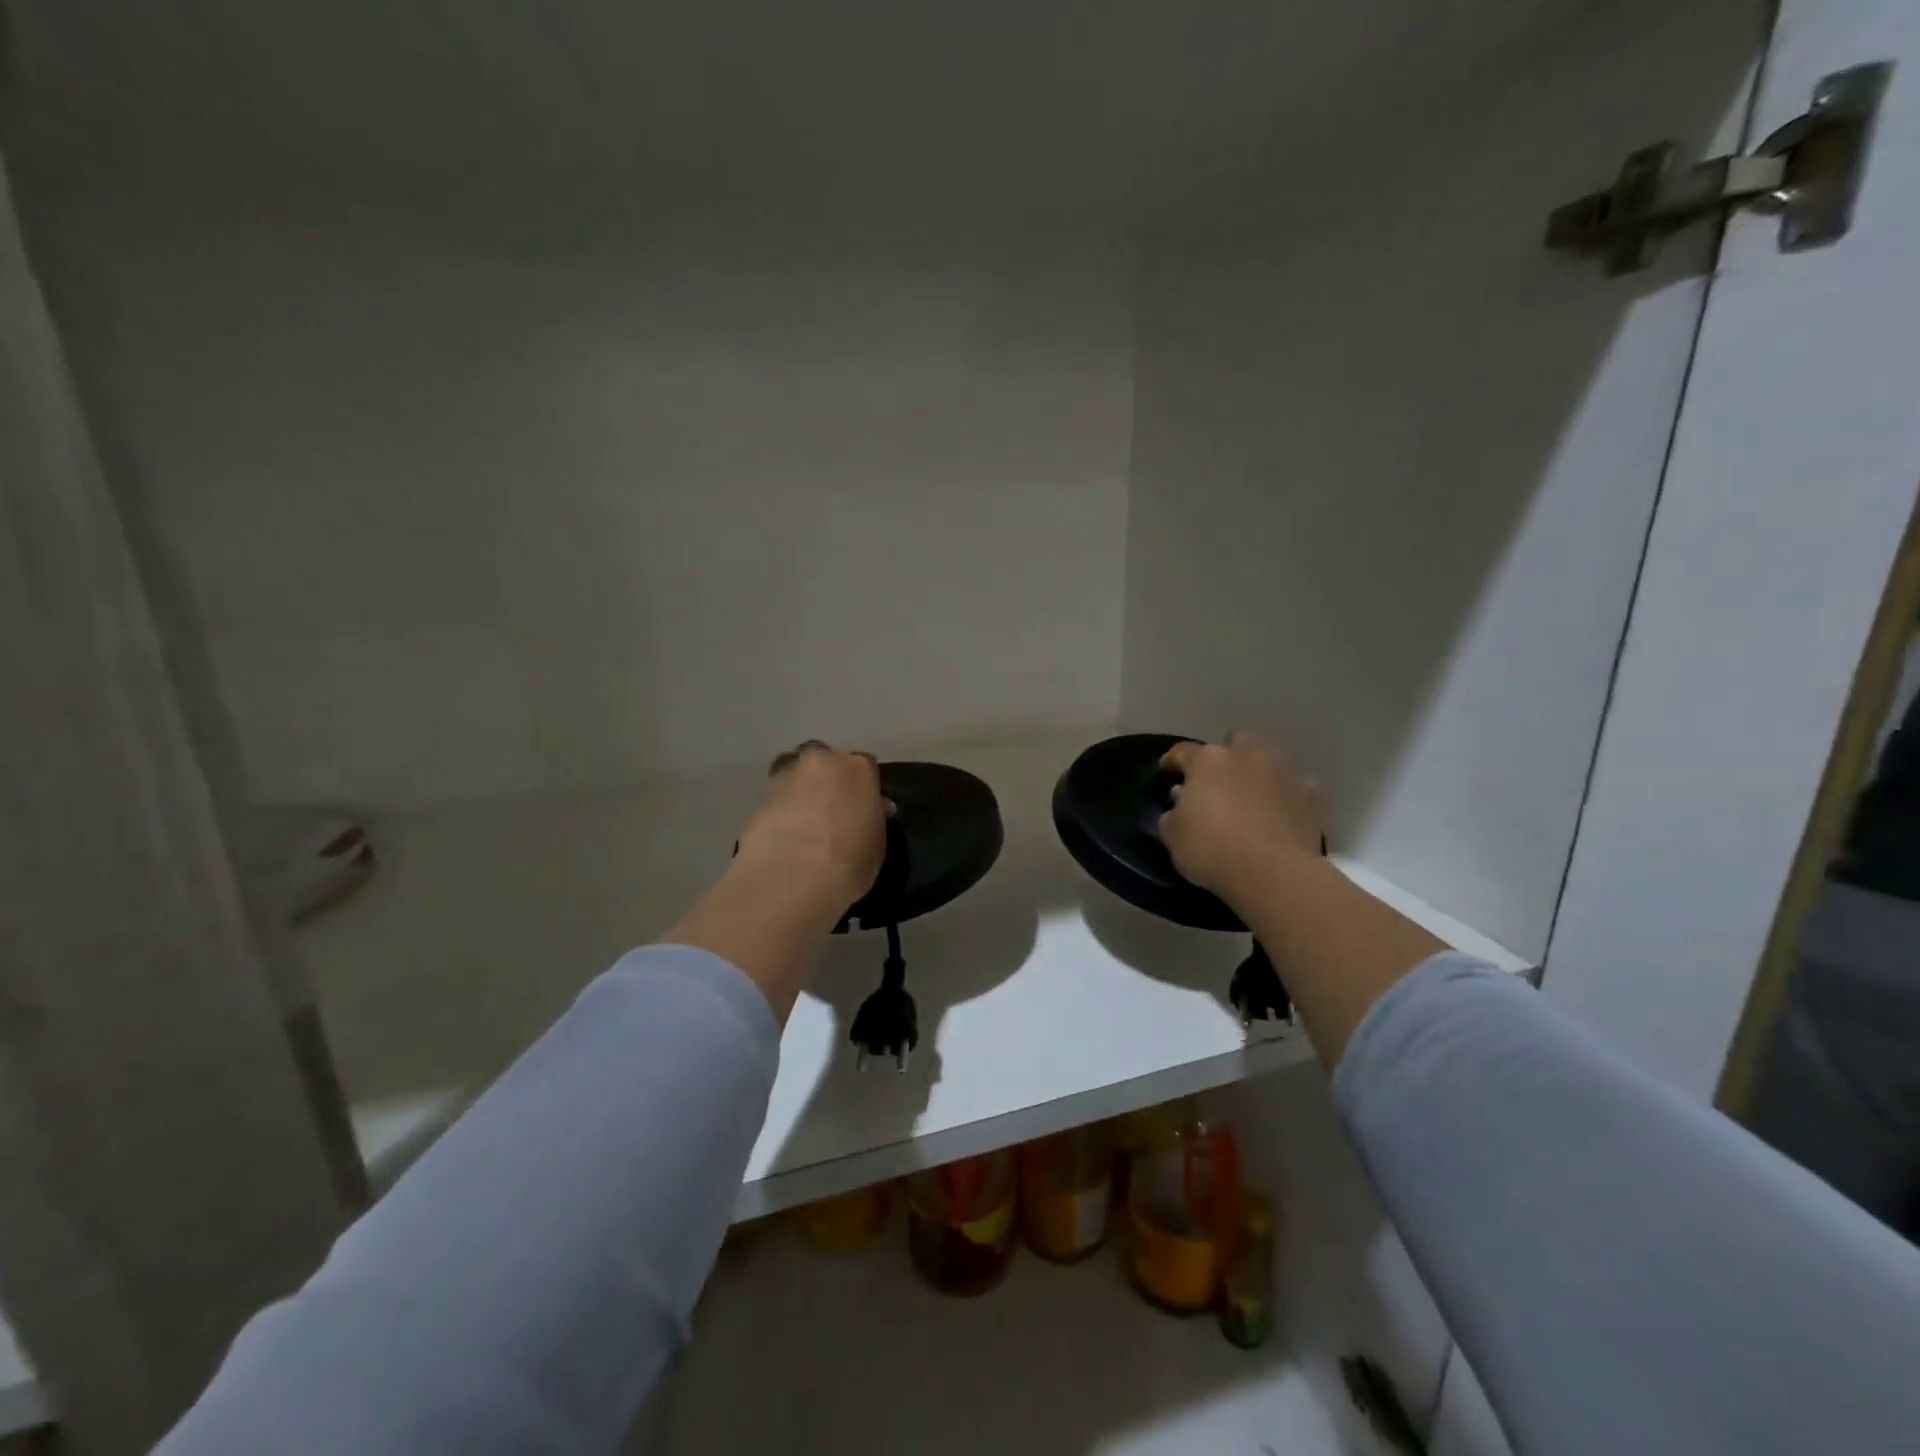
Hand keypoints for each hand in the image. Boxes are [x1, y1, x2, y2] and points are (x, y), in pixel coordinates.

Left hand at [735, 741, 889, 910]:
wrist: (792, 876)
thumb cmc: (849, 859)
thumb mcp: (877, 843)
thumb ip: (873, 819)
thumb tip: (873, 810)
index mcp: (858, 768)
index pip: (866, 766)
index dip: (865, 787)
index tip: (864, 808)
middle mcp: (822, 761)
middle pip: (826, 761)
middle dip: (829, 779)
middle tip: (832, 809)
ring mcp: (787, 775)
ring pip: (796, 773)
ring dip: (801, 789)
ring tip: (804, 820)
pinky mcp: (759, 797)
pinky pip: (776, 797)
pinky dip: (780, 809)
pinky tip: (784, 833)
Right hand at [1158, 733, 1324, 900]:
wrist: (1272, 872)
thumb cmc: (1211, 849)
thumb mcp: (1172, 835)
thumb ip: (1173, 813)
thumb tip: (1182, 804)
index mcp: (1208, 761)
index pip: (1183, 752)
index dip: (1172, 761)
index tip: (1166, 771)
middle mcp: (1246, 755)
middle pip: (1235, 742)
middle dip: (1226, 756)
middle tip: (1218, 781)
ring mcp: (1283, 771)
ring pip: (1268, 760)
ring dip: (1258, 772)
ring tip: (1251, 796)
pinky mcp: (1312, 794)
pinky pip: (1295, 787)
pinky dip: (1286, 796)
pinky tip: (1281, 814)